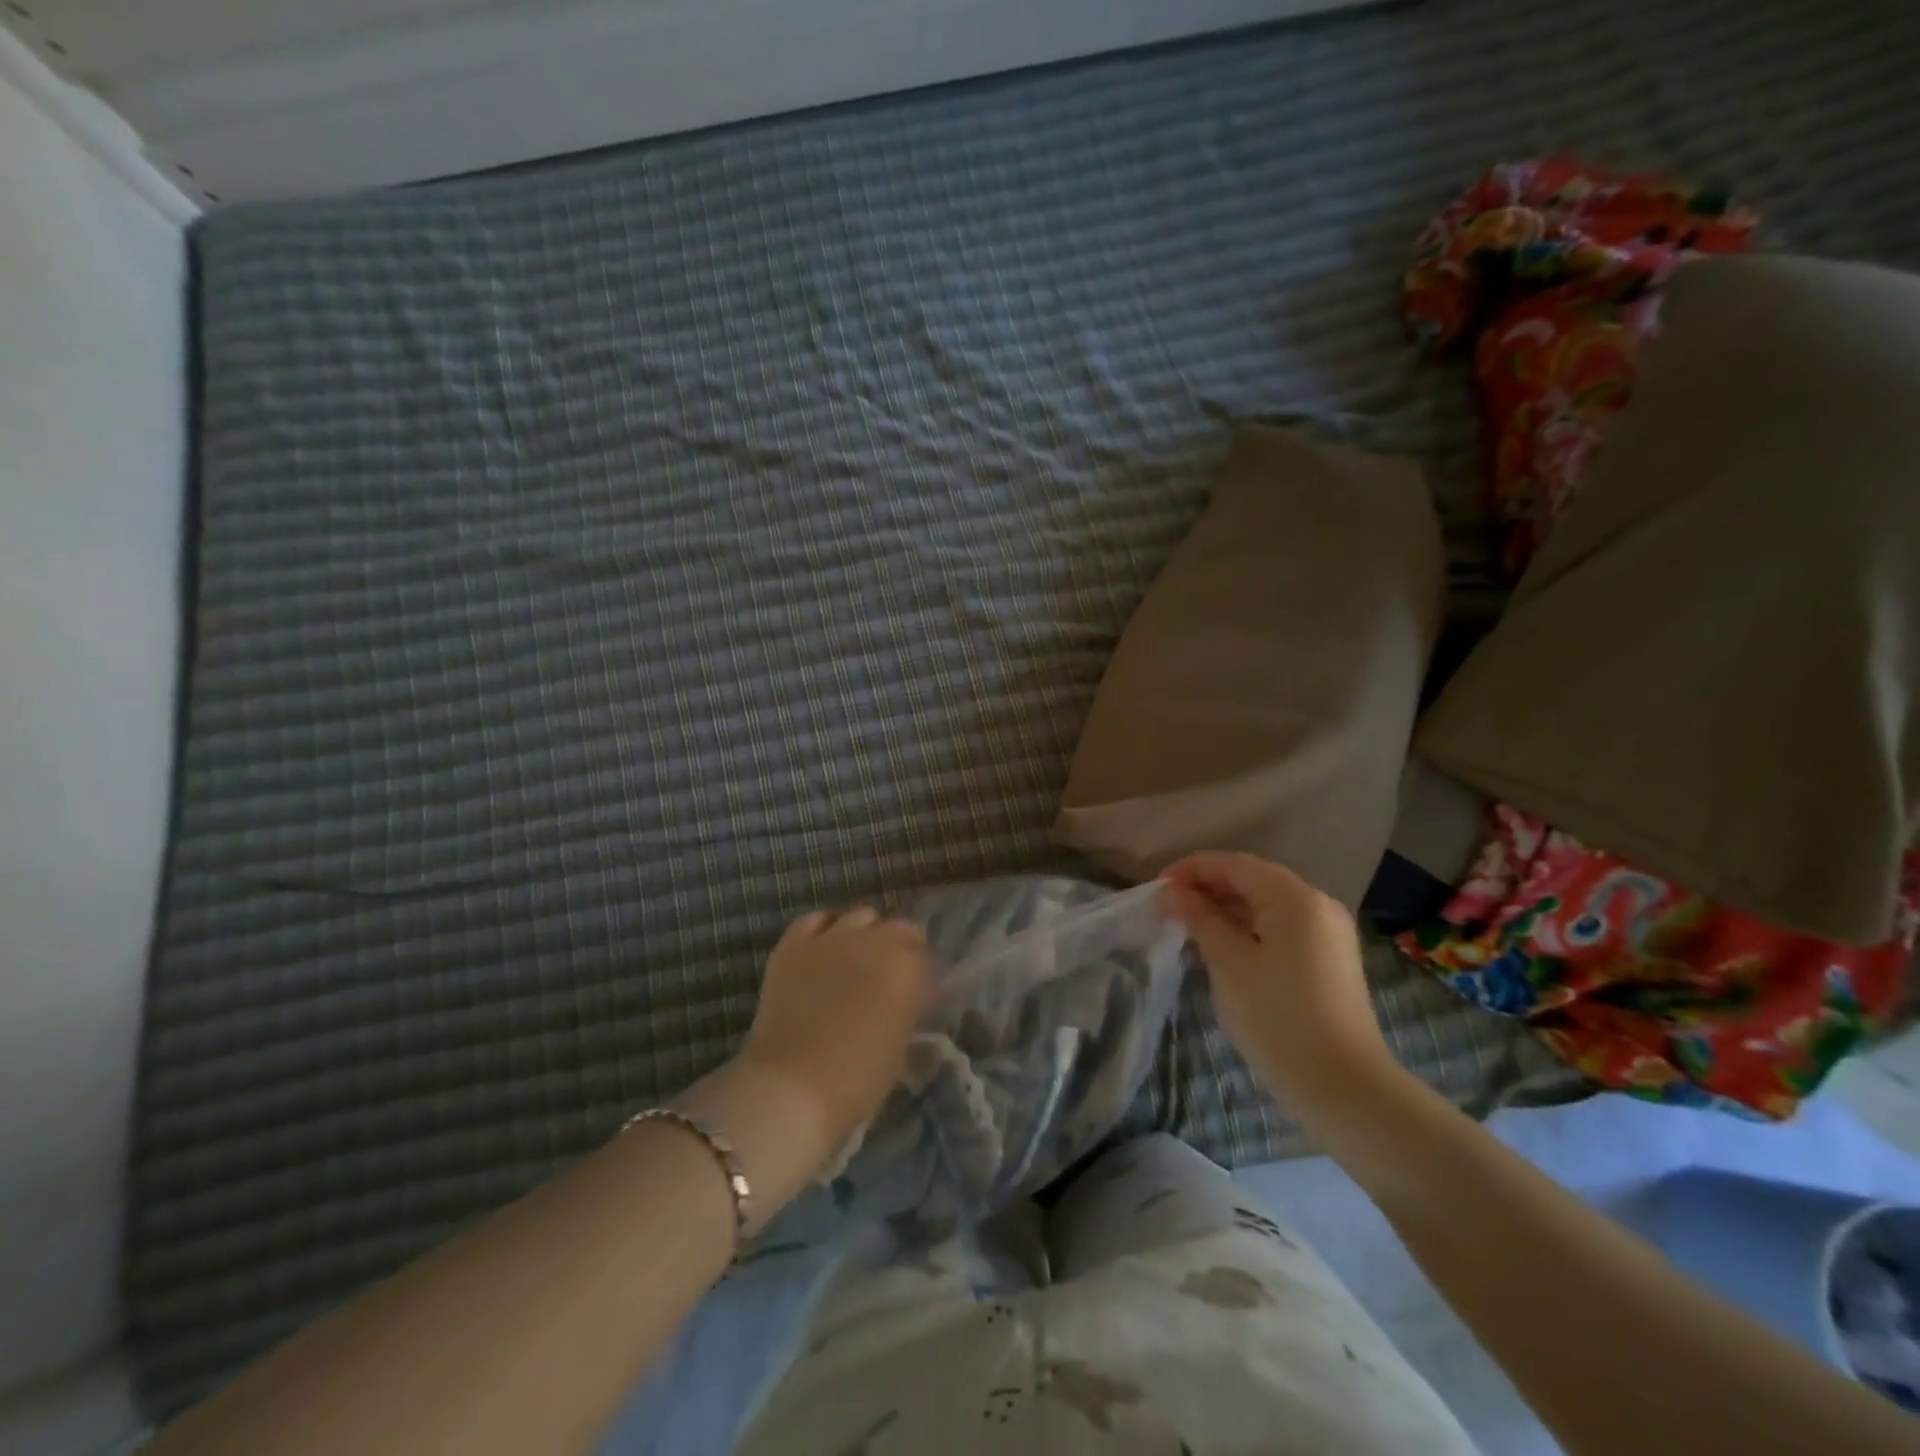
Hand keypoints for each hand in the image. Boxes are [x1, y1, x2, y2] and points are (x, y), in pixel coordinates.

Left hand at [736, 906, 933, 1151]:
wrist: (791, 1087)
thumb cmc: (857, 1080)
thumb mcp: (901, 1047)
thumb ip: (909, 1009)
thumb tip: (910, 997)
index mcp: (907, 969)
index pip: (926, 956)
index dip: (922, 976)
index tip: (916, 996)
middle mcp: (874, 942)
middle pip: (900, 928)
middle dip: (901, 949)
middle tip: (890, 978)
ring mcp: (831, 938)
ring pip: (860, 916)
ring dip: (865, 935)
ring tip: (856, 960)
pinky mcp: (794, 944)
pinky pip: (814, 920)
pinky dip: (824, 930)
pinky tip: (823, 950)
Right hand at [1159, 852, 1397, 1116]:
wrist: (1344, 1089)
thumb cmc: (1277, 1018)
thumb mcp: (1228, 963)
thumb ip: (1199, 918)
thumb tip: (1172, 891)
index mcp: (1295, 897)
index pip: (1234, 864)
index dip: (1191, 869)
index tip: (1156, 888)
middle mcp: (1317, 905)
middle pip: (1253, 880)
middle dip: (1208, 888)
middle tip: (1167, 909)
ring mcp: (1328, 934)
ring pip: (1267, 905)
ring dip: (1226, 910)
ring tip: (1188, 927)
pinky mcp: (1329, 961)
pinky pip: (1281, 928)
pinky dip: (1248, 929)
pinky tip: (1222, 948)